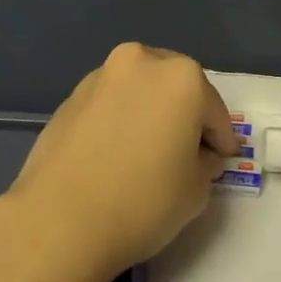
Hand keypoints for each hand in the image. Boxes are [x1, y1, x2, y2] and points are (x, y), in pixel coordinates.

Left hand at [1, 42, 239, 281]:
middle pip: (176, 87)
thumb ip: (205, 162)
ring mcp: (101, 76)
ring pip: (140, 90)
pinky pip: (111, 104)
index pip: (214, 111)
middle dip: (185, 115)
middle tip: (186, 151)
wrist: (60, 219)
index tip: (221, 161)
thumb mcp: (196, 190)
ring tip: (147, 152)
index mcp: (181, 77)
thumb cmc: (142, 202)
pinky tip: (116, 153)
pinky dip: (120, 119)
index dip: (221, 140)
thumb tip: (197, 154)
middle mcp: (141, 62)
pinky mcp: (71, 96)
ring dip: (150, 112)